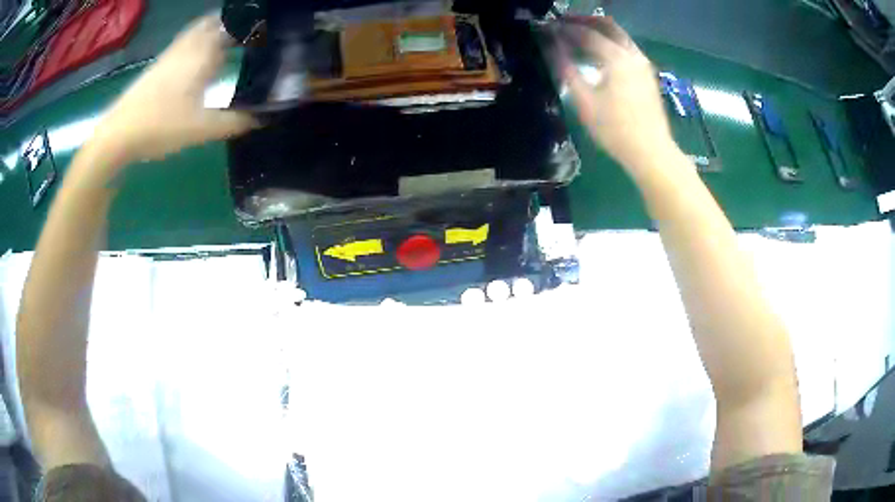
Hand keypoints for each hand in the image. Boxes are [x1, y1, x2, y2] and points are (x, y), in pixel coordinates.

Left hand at [90, 14, 256, 163]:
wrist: (118, 134)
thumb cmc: (160, 126)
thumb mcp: (201, 129)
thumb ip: (234, 122)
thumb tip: (264, 117)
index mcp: (203, 54)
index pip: (233, 27)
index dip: (251, 24)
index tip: (267, 28)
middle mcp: (189, 46)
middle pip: (214, 21)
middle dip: (233, 22)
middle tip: (249, 30)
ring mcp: (171, 53)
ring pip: (198, 29)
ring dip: (215, 27)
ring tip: (229, 36)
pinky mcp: (159, 64)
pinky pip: (186, 40)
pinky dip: (199, 39)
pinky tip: (199, 54)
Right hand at [549, 17, 676, 173]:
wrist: (652, 153)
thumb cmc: (616, 130)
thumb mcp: (584, 101)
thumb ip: (566, 70)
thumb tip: (552, 48)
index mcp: (617, 58)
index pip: (587, 33)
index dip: (565, 28)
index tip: (548, 28)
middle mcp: (633, 55)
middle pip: (608, 26)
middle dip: (585, 21)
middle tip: (564, 24)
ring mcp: (643, 65)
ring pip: (619, 36)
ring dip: (598, 31)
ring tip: (578, 37)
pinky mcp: (647, 76)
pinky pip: (626, 48)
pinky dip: (610, 43)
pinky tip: (598, 56)